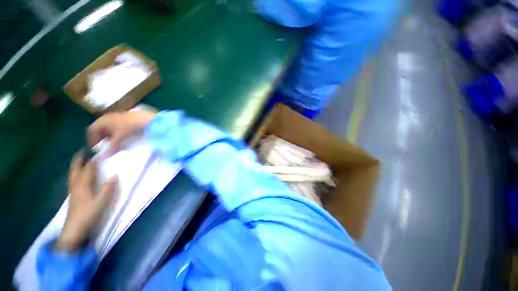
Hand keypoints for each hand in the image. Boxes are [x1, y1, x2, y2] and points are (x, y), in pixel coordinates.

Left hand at [56, 151, 117, 251]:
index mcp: (83, 185)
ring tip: (81, 161)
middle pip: (76, 169)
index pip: (88, 169)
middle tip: (84, 151)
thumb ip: (108, 188)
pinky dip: (75, 174)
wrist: (74, 229)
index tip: (99, 152)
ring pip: (73, 174)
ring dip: (76, 166)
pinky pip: (73, 180)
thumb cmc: (88, 214)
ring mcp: (73, 191)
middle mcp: (76, 185)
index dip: (93, 160)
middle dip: (79, 160)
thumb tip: (115, 175)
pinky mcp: (73, 196)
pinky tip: (78, 176)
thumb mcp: (102, 201)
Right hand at [88, 111, 155, 152]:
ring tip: (114, 145)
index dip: (92, 139)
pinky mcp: (127, 118)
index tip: (94, 148)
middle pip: (100, 128)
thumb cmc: (130, 127)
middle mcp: (108, 117)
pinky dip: (118, 133)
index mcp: (103, 120)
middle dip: (101, 138)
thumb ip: (112, 147)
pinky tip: (123, 139)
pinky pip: (118, 126)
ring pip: (109, 127)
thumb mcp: (120, 138)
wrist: (148, 120)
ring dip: (110, 136)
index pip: (92, 130)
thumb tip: (104, 156)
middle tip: (104, 147)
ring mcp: (118, 116)